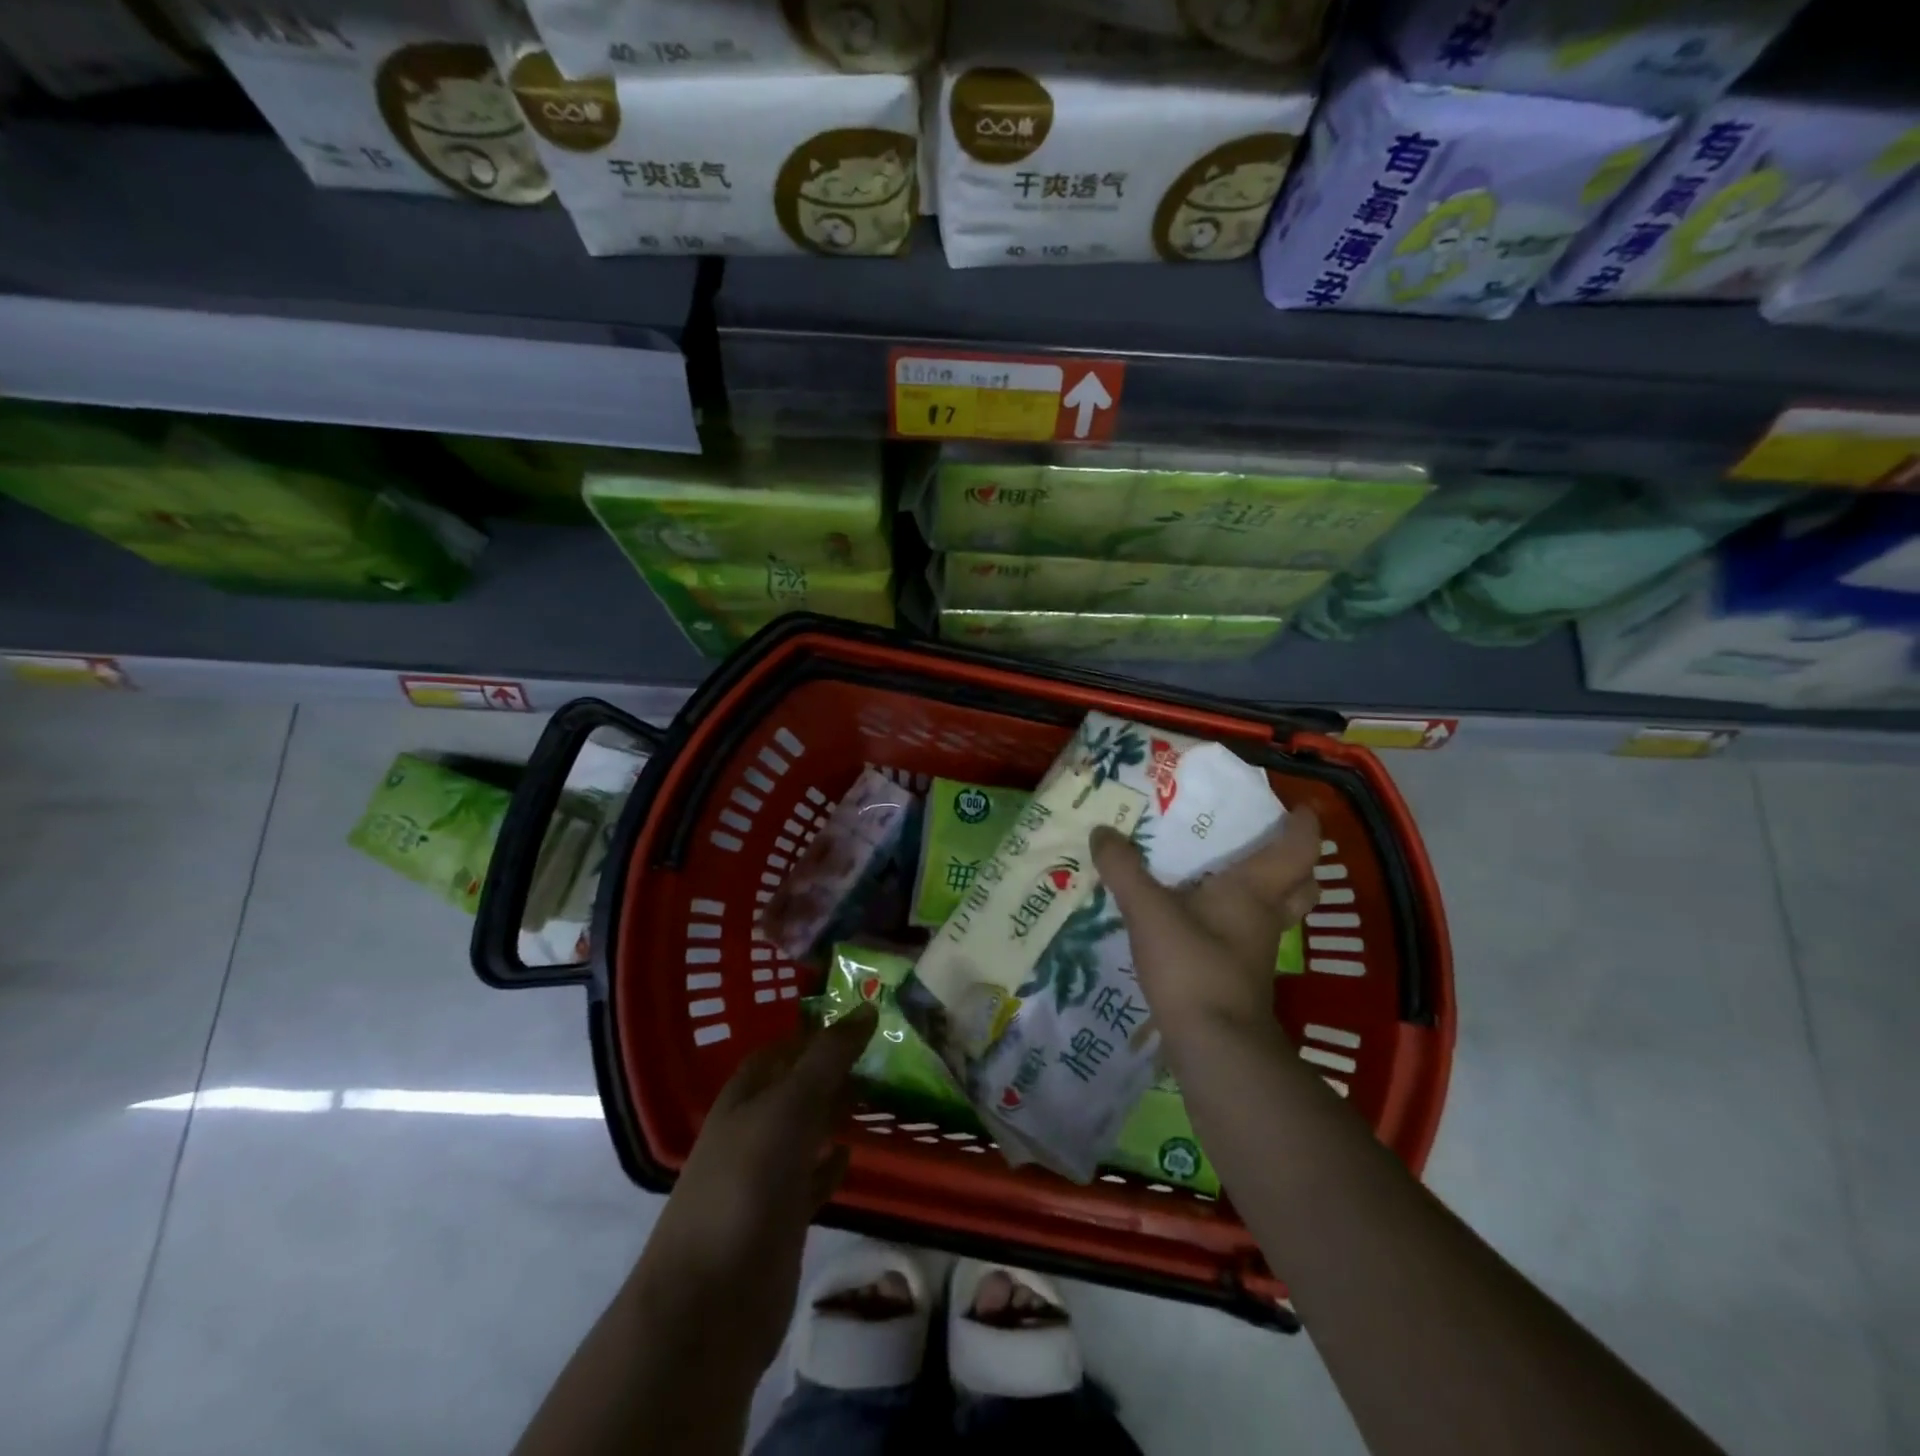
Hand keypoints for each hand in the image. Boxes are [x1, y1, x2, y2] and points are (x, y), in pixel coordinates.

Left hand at [637, 1004, 876, 1382]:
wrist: (710, 1305)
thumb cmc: (746, 1186)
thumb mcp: (789, 1107)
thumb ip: (827, 1058)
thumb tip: (865, 1007)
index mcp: (743, 1099)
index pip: (779, 1052)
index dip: (813, 1034)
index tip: (858, 1019)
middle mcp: (750, 1132)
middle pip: (794, 1090)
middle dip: (831, 1072)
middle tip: (883, 1054)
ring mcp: (764, 1179)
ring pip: (805, 1132)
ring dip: (835, 1114)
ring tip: (880, 1094)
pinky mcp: (780, 1221)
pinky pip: (810, 1179)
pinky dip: (831, 1163)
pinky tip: (853, 1153)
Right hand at [1091, 805, 1321, 1042]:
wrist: (1214, 1046)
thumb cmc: (1192, 965)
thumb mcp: (1148, 911)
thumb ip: (1124, 870)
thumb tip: (1102, 832)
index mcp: (1255, 890)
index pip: (1298, 849)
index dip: (1304, 826)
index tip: (1299, 807)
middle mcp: (1265, 916)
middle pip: (1301, 885)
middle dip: (1295, 862)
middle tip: (1268, 842)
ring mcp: (1256, 950)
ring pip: (1277, 912)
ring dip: (1268, 892)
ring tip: (1230, 874)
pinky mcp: (1240, 976)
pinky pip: (1249, 935)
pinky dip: (1237, 920)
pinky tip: (1203, 919)